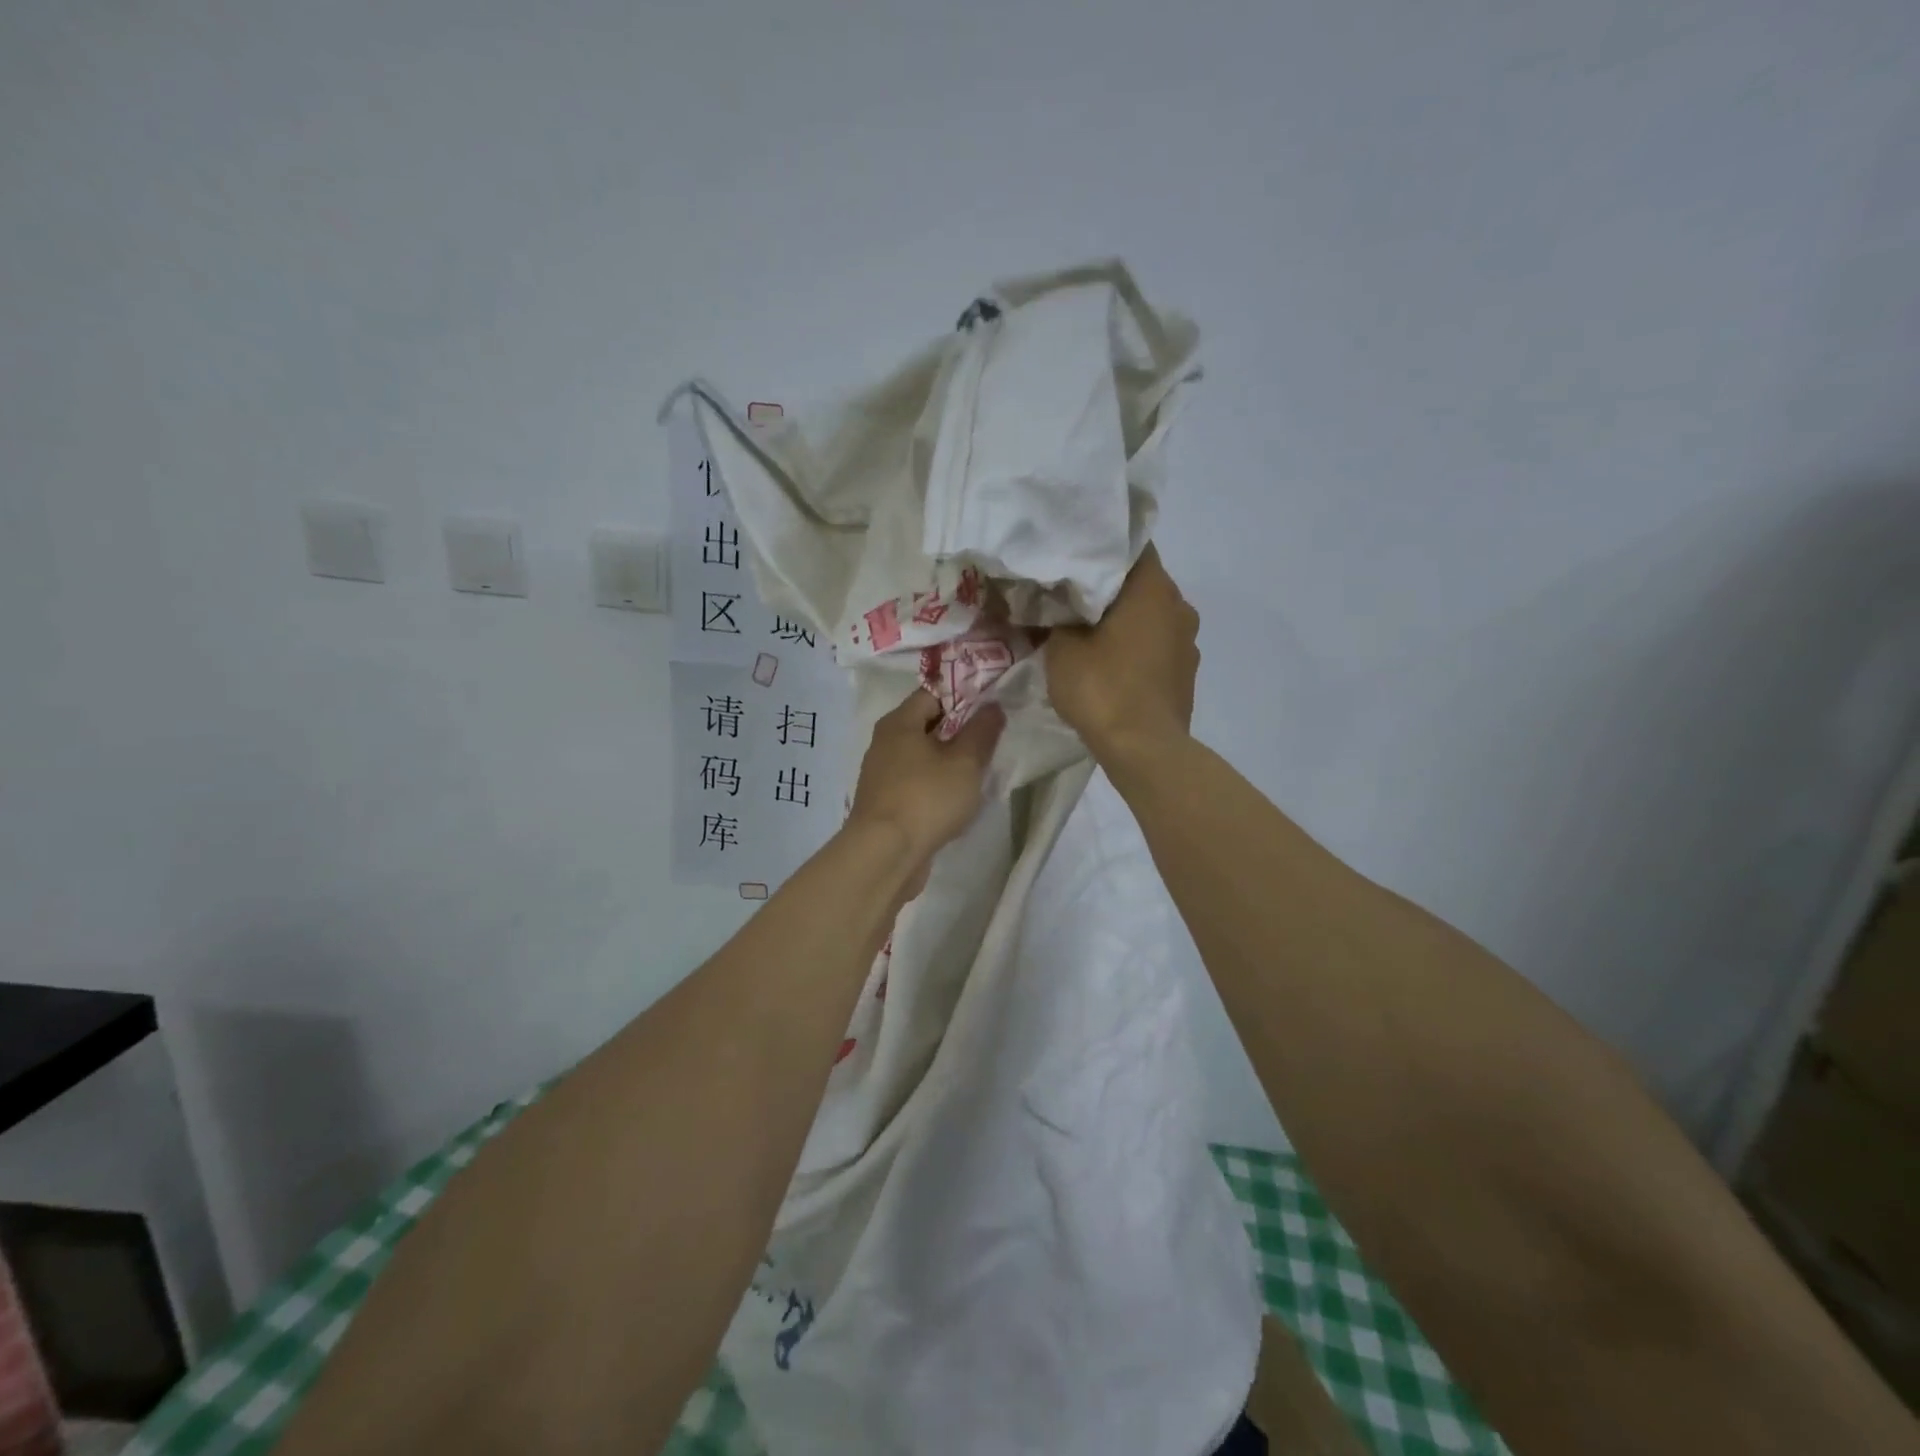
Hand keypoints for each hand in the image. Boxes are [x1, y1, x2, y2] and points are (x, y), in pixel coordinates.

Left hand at [847, 690, 1004, 886]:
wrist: (885, 854)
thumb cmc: (926, 798)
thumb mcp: (965, 762)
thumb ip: (982, 731)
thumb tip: (992, 706)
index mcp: (899, 722)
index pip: (933, 693)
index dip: (964, 695)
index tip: (991, 706)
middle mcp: (885, 743)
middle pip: (927, 724)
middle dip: (959, 730)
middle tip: (991, 738)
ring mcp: (882, 774)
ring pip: (922, 756)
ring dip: (949, 760)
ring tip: (980, 770)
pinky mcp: (885, 802)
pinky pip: (916, 782)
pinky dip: (936, 784)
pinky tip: (956, 798)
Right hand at [1045, 545, 1199, 763]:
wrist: (1143, 750)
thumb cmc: (1102, 688)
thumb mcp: (1061, 648)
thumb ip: (1059, 618)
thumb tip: (1060, 609)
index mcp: (1153, 588)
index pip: (1132, 546)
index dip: (1102, 549)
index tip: (1076, 559)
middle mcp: (1180, 606)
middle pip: (1142, 583)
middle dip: (1110, 589)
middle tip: (1074, 598)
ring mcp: (1188, 642)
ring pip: (1152, 617)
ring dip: (1126, 621)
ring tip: (1091, 635)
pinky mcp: (1187, 673)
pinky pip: (1158, 647)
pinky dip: (1137, 648)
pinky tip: (1113, 665)